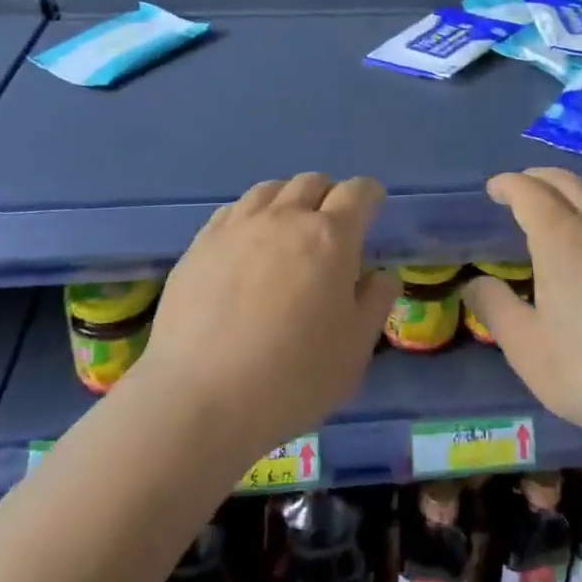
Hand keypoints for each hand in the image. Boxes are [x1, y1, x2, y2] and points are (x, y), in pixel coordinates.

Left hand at [134, 172, 397, 463]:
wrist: (200, 398)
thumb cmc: (293, 377)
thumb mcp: (355, 349)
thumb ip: (375, 302)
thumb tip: (381, 274)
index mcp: (330, 237)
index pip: (357, 192)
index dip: (369, 195)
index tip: (372, 208)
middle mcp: (284, 218)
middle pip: (311, 182)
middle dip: (328, 195)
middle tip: (331, 227)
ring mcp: (237, 227)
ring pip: (270, 190)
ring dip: (288, 200)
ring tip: (287, 230)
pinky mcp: (200, 244)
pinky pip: (233, 210)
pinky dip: (250, 216)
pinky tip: (246, 245)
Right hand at [463, 168, 581, 448]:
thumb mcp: (526, 347)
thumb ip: (495, 309)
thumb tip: (475, 284)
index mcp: (562, 237)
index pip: (529, 193)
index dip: (508, 185)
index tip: (494, 189)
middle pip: (567, 183)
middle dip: (539, 178)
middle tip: (521, 187)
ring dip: (574, 189)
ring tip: (563, 204)